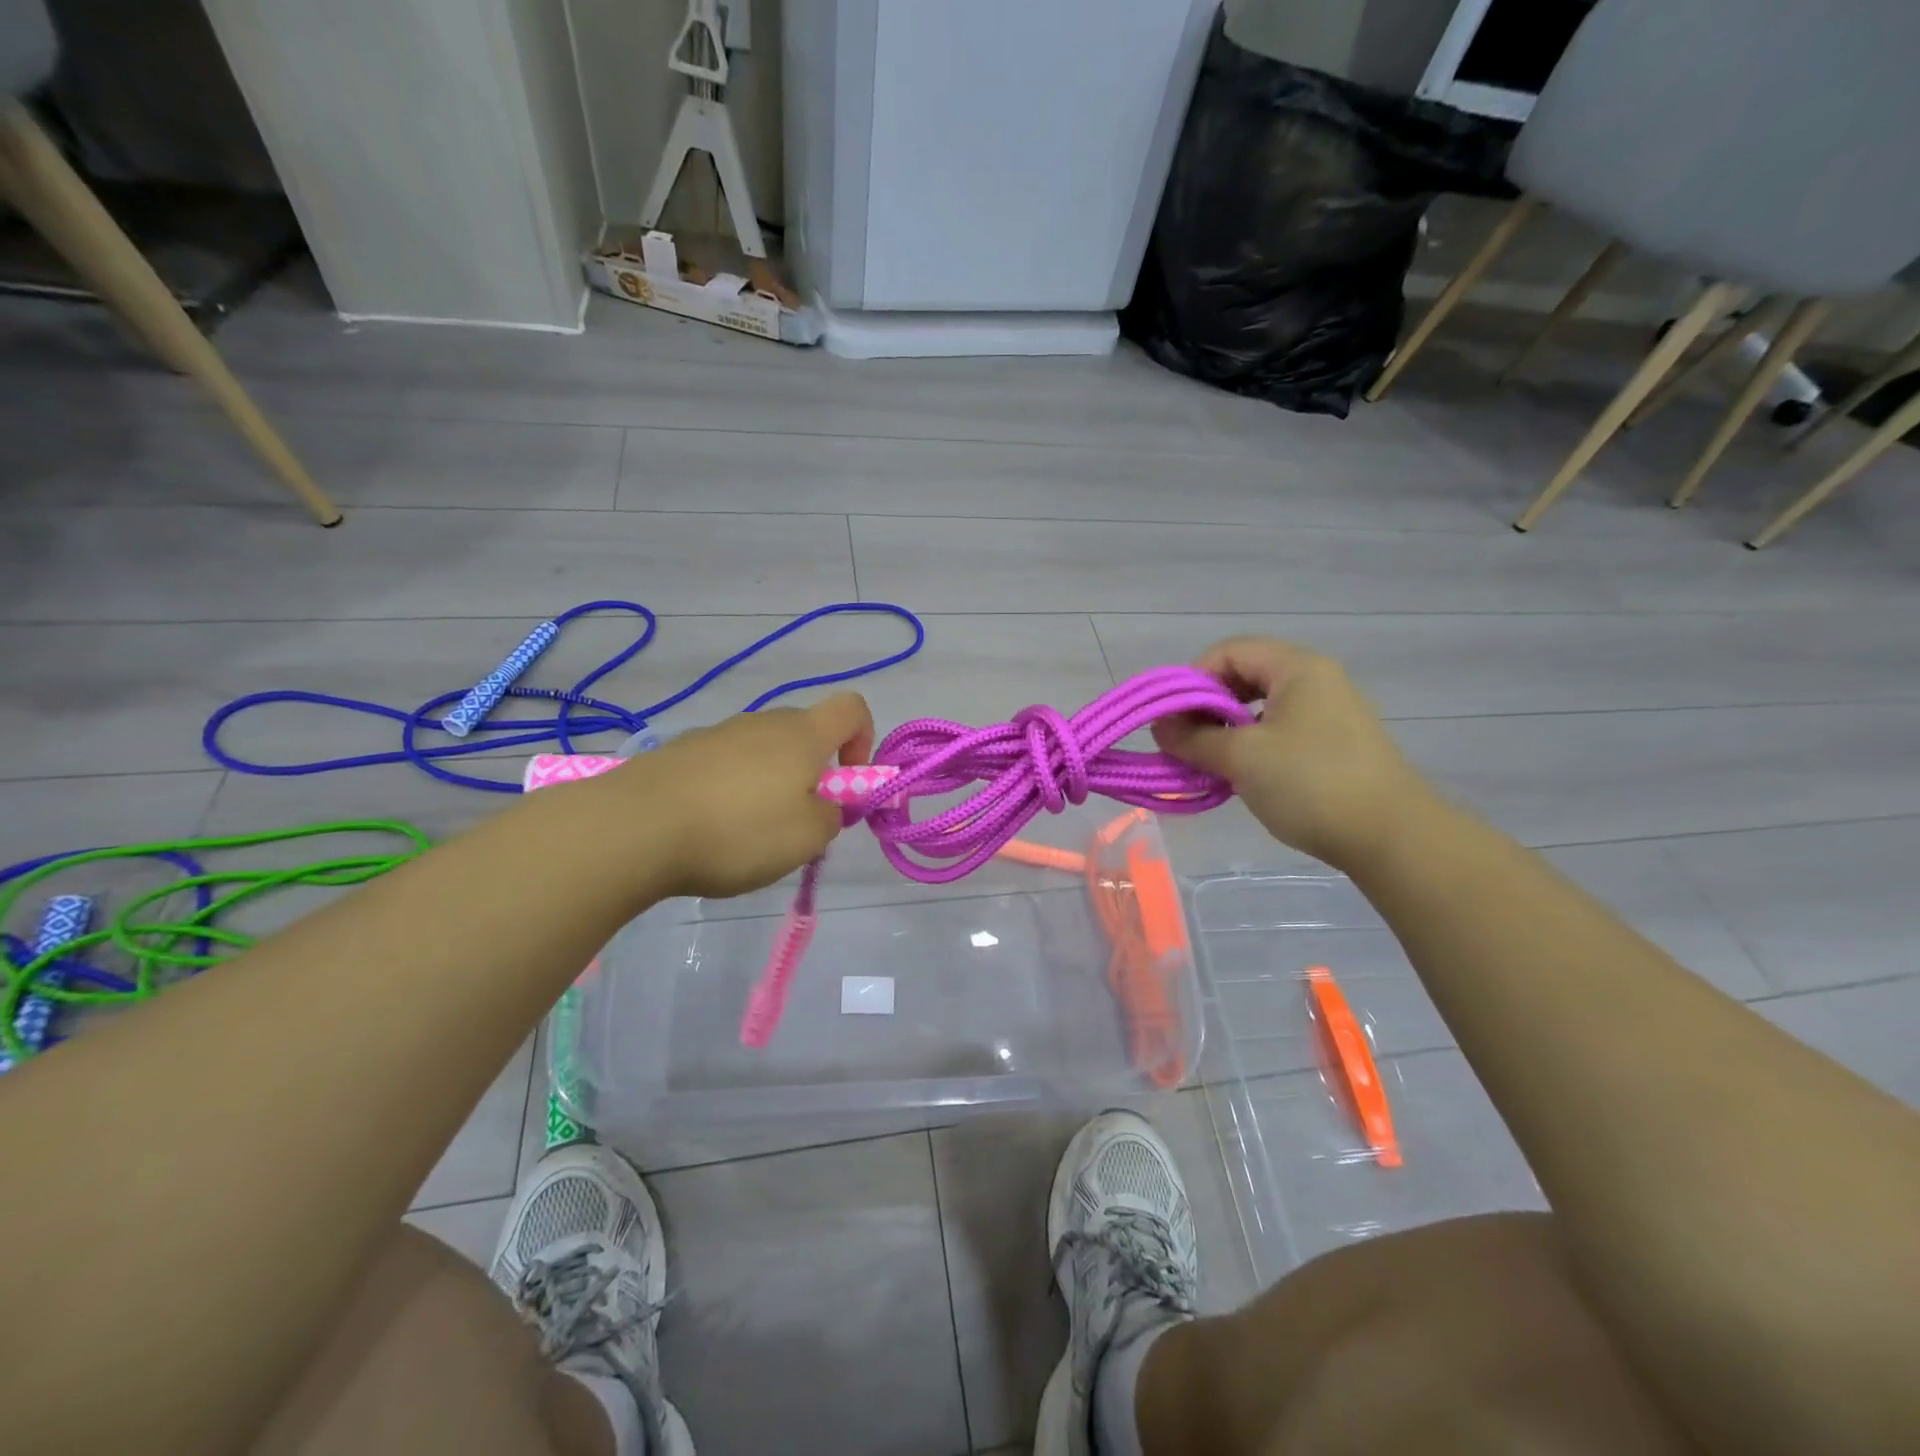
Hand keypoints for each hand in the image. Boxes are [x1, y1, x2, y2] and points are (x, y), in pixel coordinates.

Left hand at [624, 693, 874, 898]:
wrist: (633, 827)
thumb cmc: (738, 830)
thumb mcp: (808, 838)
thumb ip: (832, 816)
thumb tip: (823, 805)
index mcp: (803, 735)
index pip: (852, 708)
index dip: (864, 741)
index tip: (846, 783)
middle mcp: (762, 722)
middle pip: (805, 734)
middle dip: (813, 774)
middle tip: (796, 824)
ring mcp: (717, 734)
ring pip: (762, 752)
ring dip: (769, 786)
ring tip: (745, 836)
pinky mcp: (681, 752)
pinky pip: (724, 766)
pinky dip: (730, 792)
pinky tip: (708, 830)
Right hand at [1153, 638, 1429, 870]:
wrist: (1391, 837)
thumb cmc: (1310, 784)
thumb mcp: (1241, 758)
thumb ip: (1193, 738)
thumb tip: (1160, 726)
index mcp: (1297, 668)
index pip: (1229, 651)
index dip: (1192, 679)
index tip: (1172, 718)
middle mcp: (1315, 680)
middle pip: (1244, 675)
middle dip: (1206, 705)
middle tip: (1185, 740)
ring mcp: (1329, 713)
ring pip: (1260, 707)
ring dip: (1226, 729)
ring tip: (1208, 761)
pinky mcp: (1334, 744)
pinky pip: (1279, 730)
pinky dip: (1251, 745)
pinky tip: (1240, 774)